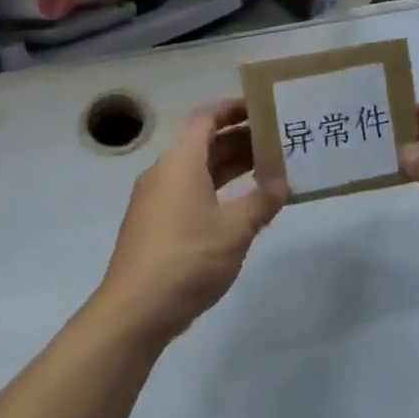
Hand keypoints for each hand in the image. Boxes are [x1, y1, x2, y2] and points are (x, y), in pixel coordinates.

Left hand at [97, 101, 287, 342]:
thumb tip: (282, 181)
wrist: (135, 309)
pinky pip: (189, 194)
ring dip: (229, 168)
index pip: (206, 118)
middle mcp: (165, 173)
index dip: (232, 109)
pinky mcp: (154, 225)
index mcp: (181, 162)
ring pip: (197, 171)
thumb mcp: (235, 230)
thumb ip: (261, 201)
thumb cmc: (188, 258)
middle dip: (239, 140)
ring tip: (267, 172)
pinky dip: (216, 191)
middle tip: (277, 142)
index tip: (261, 108)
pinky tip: (240, 209)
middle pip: (204, 144)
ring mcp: (156, 200)